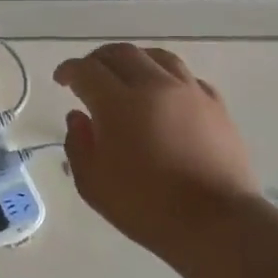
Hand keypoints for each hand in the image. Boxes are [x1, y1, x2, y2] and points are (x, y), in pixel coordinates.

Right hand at [54, 44, 260, 253]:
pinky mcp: (216, 105)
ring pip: (157, 57)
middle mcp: (153, 86)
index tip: (61, 80)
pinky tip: (163, 93)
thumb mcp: (93, 183)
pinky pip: (187, 77)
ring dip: (134, 60)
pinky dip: (167, 77)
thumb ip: (78, 144)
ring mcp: (189, 93)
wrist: (216, 223)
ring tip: (125, 74)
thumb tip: (78, 117)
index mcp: (118, 103)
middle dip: (98, 60)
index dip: (68, 70)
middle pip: (121, 54)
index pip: (86, 70)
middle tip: (88, 75)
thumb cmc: (146, 206)